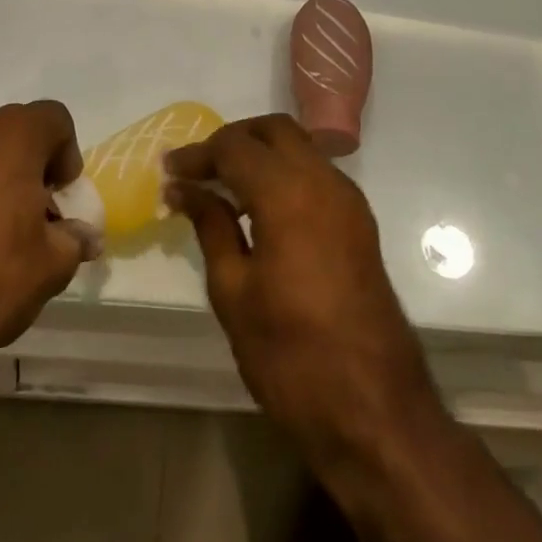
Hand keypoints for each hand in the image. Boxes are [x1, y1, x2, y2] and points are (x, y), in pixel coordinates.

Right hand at [165, 115, 441, 466]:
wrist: (374, 411)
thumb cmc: (290, 356)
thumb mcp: (233, 291)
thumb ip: (210, 226)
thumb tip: (183, 189)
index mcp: (289, 195)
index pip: (235, 147)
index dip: (197, 154)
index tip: (168, 172)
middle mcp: (325, 183)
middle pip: (275, 130)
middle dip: (232, 140)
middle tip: (198, 170)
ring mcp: (350, 202)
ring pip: (300, 148)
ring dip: (261, 155)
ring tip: (223, 188)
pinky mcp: (361, 224)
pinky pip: (317, 175)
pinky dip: (285, 174)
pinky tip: (259, 209)